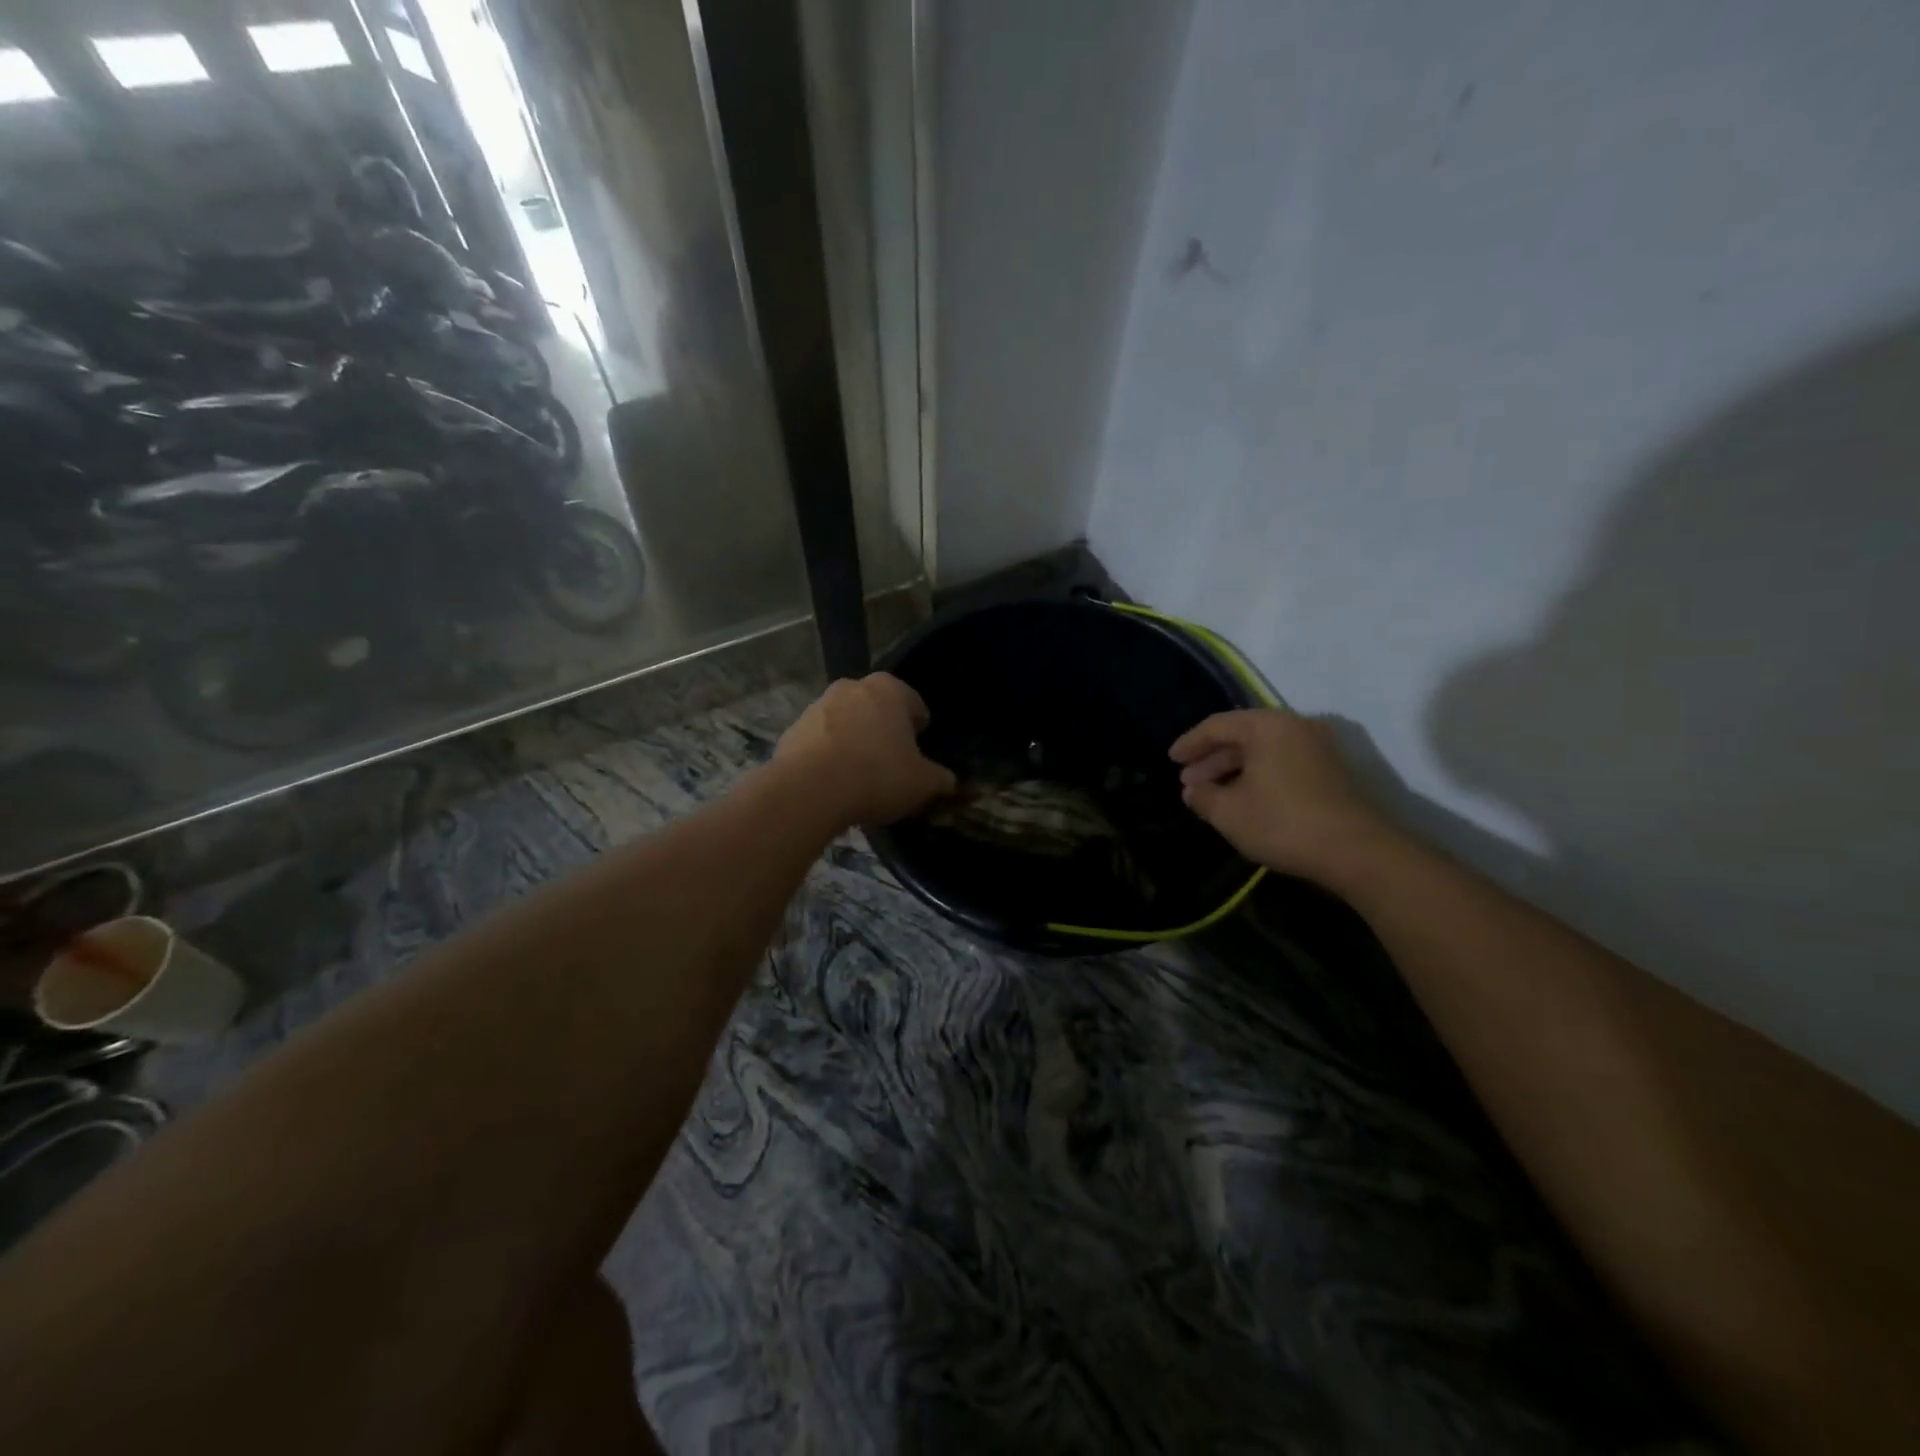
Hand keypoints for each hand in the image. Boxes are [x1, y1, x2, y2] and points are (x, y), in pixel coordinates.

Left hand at [774, 673, 956, 828]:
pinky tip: (833, 786)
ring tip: (860, 779)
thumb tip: (948, 781)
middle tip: (892, 765)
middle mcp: (851, 688)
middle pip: (876, 710)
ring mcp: (817, 707)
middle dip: (884, 732)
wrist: (809, 791)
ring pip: (845, 724)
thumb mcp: (923, 783)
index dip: (920, 727)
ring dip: (854, 743)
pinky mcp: (791, 732)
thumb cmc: (877, 775)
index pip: (914, 703)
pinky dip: (828, 759)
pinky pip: (819, 745)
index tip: (919, 750)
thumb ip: (941, 779)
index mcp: (889, 689)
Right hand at [1170, 710, 1391, 881]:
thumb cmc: (1282, 823)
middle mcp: (1294, 726)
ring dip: (1234, 769)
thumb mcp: (1229, 812)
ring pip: (1264, 750)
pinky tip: (1244, 798)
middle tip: (1189, 781)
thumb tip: (1193, 790)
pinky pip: (1283, 761)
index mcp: (1267, 726)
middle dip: (1212, 759)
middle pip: (1242, 735)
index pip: (1217, 725)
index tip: (1172, 759)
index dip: (1190, 743)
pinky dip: (1259, 775)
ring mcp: (1317, 747)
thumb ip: (1203, 796)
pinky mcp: (1331, 770)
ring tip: (1212, 793)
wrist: (1355, 851)